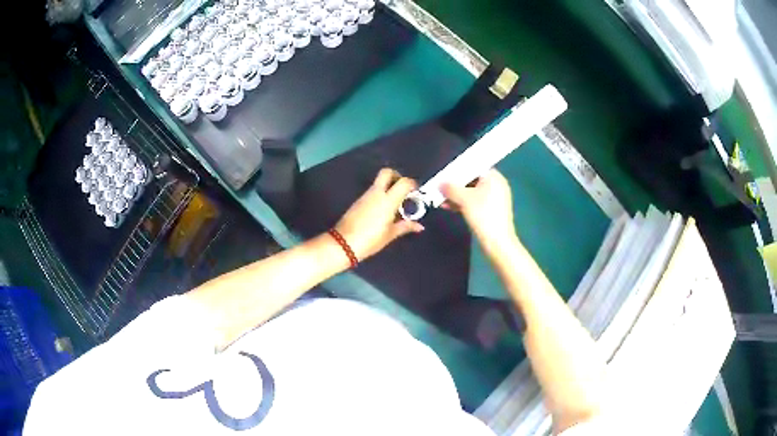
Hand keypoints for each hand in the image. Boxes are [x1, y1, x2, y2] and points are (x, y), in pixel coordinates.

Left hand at [335, 168, 424, 259]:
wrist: (343, 243)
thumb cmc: (370, 240)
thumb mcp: (390, 234)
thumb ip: (406, 226)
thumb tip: (419, 226)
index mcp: (388, 200)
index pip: (403, 182)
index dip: (412, 184)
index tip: (416, 192)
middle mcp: (376, 193)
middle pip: (387, 172)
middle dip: (397, 176)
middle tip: (403, 189)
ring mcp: (365, 195)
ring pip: (379, 182)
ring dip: (388, 187)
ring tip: (395, 204)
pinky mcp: (358, 201)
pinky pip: (372, 192)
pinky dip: (380, 195)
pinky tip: (383, 210)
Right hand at [441, 169, 517, 254]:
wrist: (497, 242)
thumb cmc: (483, 215)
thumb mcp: (464, 199)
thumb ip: (451, 188)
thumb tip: (440, 182)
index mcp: (494, 177)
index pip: (474, 166)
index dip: (458, 168)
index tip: (445, 172)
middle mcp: (496, 185)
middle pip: (472, 179)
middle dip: (455, 183)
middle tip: (440, 185)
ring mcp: (494, 199)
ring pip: (472, 192)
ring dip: (457, 195)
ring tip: (440, 198)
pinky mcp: (491, 211)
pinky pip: (474, 202)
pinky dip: (463, 203)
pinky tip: (448, 207)